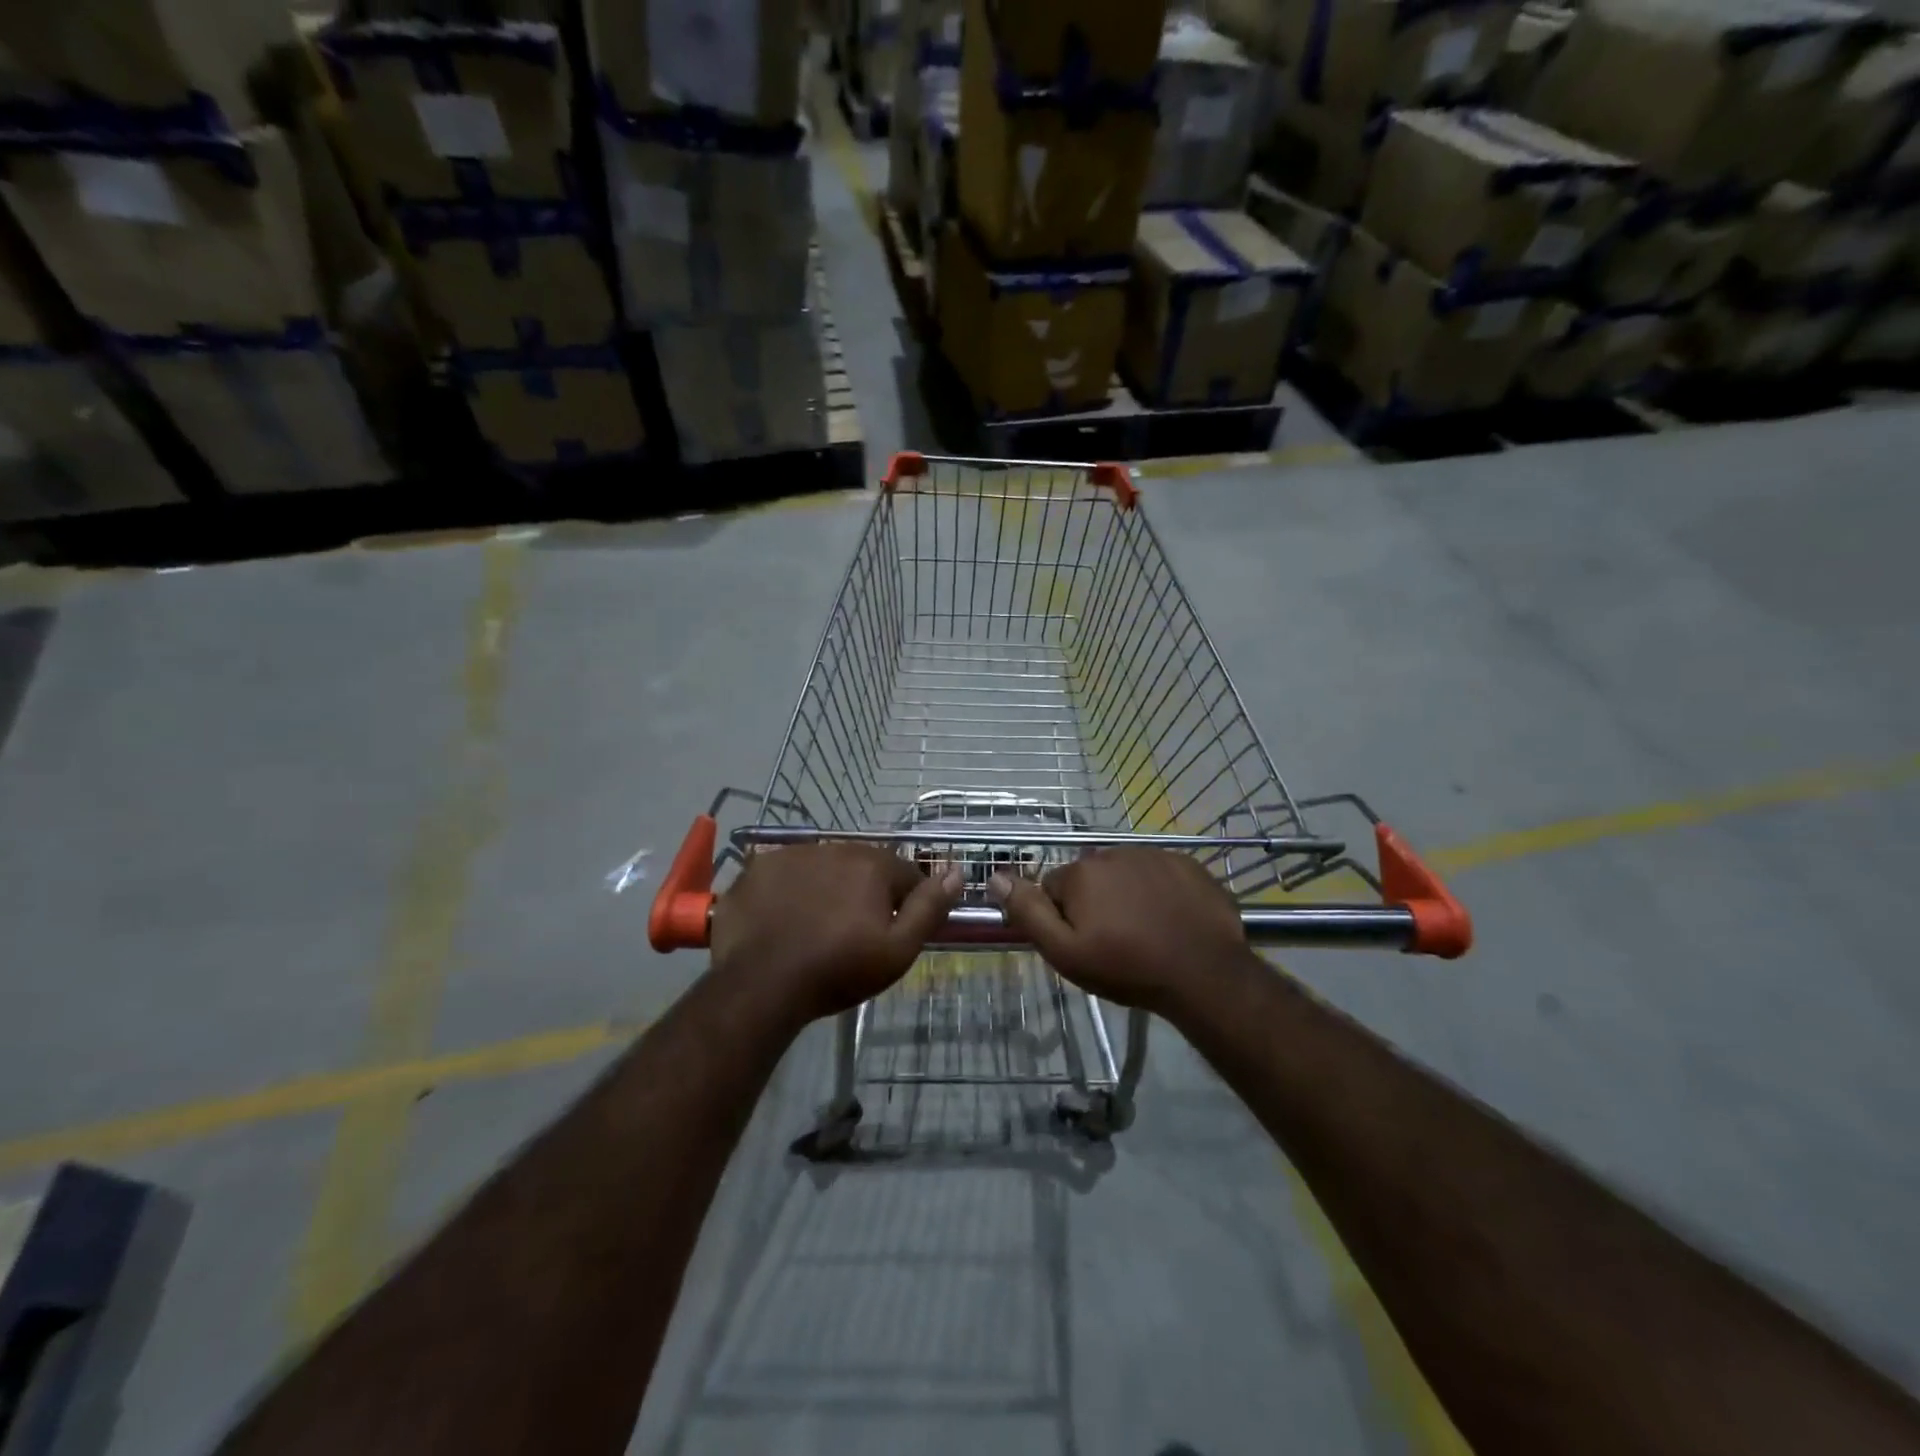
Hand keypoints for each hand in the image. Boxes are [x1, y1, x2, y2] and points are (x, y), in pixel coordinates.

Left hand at [709, 843, 963, 1025]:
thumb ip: (930, 908)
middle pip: (862, 867)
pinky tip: (782, 918)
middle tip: (851, 934)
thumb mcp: (898, 949)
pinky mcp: (758, 867)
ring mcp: (792, 854)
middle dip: (864, 893)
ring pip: (823, 867)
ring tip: (815, 927)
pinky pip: (784, 873)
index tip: (888, 934)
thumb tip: (957, 871)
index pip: (905, 875)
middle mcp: (835, 847)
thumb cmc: (838, 970)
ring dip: (826, 887)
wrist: (762, 984)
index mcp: (873, 864)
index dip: (903, 905)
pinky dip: (788, 890)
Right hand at [989, 848, 1252, 1016]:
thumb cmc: (1128, 967)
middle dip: (1094, 903)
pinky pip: (1159, 873)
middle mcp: (1113, 853)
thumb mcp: (1065, 952)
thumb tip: (995, 876)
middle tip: (1114, 941)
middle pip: (1089, 878)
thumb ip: (1028, 912)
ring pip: (1125, 874)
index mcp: (1081, 873)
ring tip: (1145, 932)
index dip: (1063, 917)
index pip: (1053, 888)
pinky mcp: (1187, 863)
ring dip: (1126, 895)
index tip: (1084, 943)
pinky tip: (1171, 919)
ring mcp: (1154, 855)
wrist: (1204, 974)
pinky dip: (1159, 891)